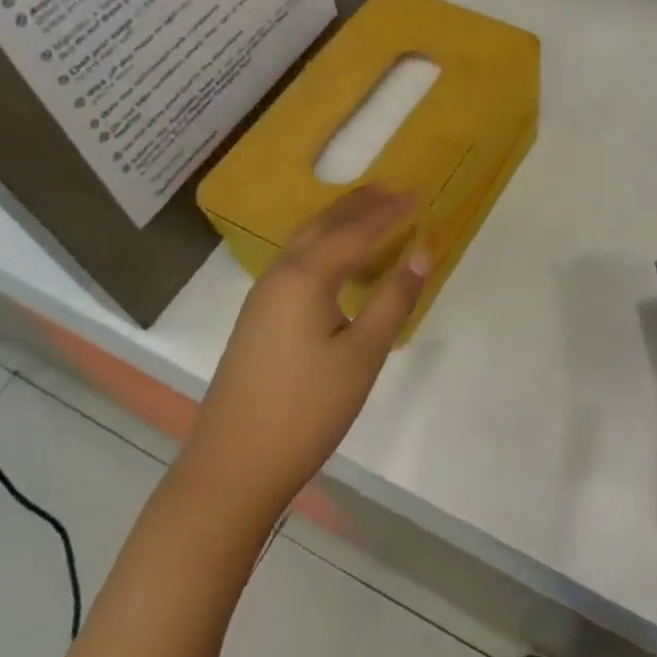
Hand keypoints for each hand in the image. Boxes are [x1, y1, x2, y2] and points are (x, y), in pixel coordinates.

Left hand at [185, 188, 427, 516]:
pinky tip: (336, 263)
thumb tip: (423, 251)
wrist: (233, 466)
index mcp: (305, 277)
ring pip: (305, 243)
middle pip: (323, 226)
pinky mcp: (257, 318)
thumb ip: (394, 299)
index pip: (355, 231)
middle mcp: (279, 275)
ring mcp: (262, 297)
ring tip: (369, 214)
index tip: (418, 193)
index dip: (389, 212)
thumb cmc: (307, 409)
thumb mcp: (362, 355)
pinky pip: (296, 263)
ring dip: (338, 223)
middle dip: (359, 205)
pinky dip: (323, 247)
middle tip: (393, 190)